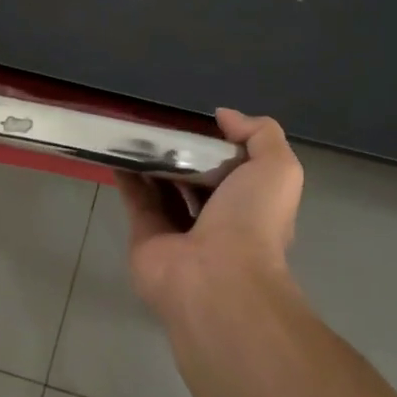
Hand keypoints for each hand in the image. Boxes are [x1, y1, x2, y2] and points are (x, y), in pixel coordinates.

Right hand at [116, 108, 303, 316]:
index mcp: (249, 205)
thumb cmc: (251, 220)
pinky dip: (127, 174)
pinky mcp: (146, 236)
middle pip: (196, 177)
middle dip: (183, 150)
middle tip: (163, 120)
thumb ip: (260, 134)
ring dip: (152, 159)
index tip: (201, 120)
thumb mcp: (277, 168)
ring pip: (164, 186)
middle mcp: (216, 220)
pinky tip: (118, 147)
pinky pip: (136, 198)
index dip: (221, 143)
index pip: (235, 169)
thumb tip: (225, 116)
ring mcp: (179, 231)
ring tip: (137, 127)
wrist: (216, 279)